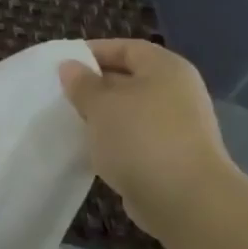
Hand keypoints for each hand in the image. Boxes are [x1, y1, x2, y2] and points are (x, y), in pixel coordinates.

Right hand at [58, 40, 236, 232]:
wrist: (185, 200)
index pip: (126, 48)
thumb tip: (70, 66)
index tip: (62, 65)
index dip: (93, 52)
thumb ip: (81, 83)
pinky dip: (114, 139)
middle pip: (129, 78)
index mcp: (165, 68)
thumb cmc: (140, 138)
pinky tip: (92, 148)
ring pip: (130, 110)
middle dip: (94, 85)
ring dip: (102, 115)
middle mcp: (177, 92)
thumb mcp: (100, 104)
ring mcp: (178, 125)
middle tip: (61, 94)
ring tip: (71, 120)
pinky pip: (136, 137)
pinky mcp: (172, 155)